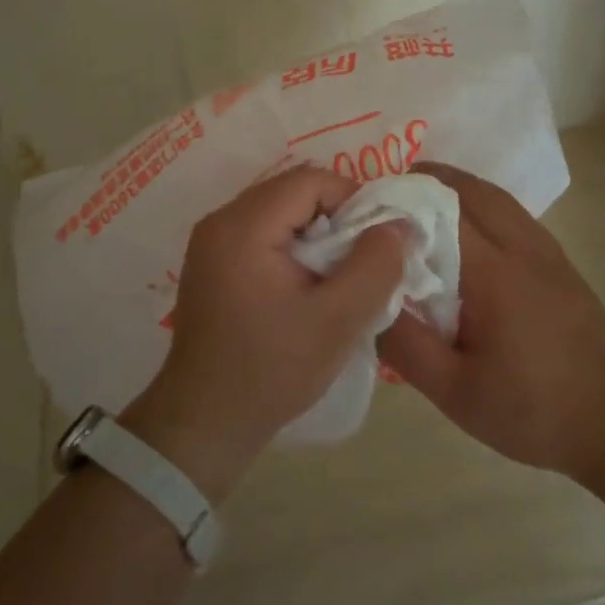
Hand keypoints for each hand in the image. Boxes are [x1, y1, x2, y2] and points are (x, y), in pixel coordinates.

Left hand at [123, 166, 403, 499]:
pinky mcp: (212, 262)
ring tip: (337, 275)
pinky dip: (293, 246)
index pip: (310, 180)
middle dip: (336, 216)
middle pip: (293, 191)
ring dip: (316, 233)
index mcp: (243, 225)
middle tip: (361, 260)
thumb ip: (376, 266)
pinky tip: (306, 285)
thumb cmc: (272, 371)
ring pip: (280, 211)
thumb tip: (400, 224)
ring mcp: (211, 241)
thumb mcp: (338, 321)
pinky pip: (262, 232)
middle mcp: (220, 220)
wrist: (204, 424)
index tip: (376, 242)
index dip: (353, 200)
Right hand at [377, 161, 604, 484]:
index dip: (399, 203)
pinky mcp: (558, 260)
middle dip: (425, 181)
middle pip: (469, 189)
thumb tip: (366, 300)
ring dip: (455, 188)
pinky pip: (511, 213)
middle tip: (386, 197)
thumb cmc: (535, 409)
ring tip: (419, 204)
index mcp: (492, 272)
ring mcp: (545, 249)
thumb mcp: (457, 393)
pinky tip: (465, 233)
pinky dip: (480, 204)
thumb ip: (407, 347)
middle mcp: (520, 246)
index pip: (438, 213)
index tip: (363, 210)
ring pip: (494, 196)